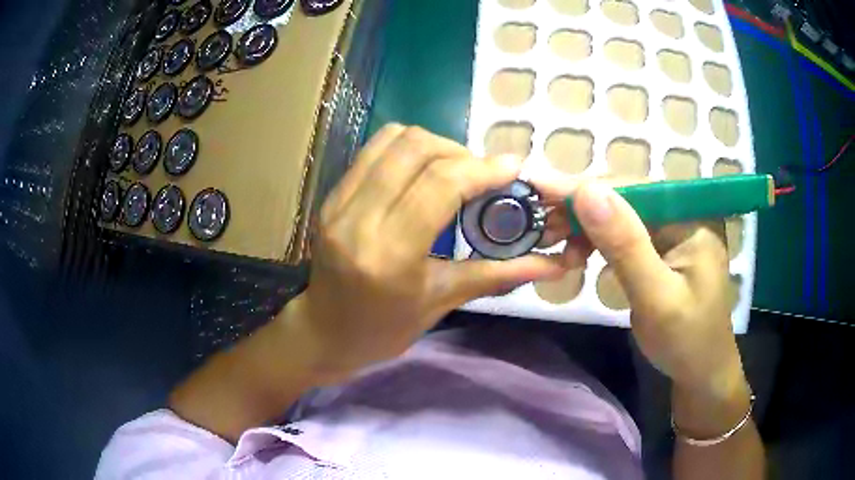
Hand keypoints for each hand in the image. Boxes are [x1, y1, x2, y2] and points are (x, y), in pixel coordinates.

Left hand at [288, 125, 567, 379]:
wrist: (324, 332)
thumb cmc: (384, 330)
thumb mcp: (443, 302)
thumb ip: (498, 274)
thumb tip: (554, 264)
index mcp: (390, 255)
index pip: (441, 185)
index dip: (483, 168)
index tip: (512, 167)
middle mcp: (359, 219)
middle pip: (416, 149)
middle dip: (460, 152)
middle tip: (481, 175)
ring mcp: (338, 203)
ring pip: (393, 140)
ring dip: (433, 144)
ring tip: (453, 170)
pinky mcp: (331, 196)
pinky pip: (373, 151)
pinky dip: (406, 150)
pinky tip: (421, 173)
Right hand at [532, 174, 745, 396]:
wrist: (699, 372)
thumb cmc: (685, 340)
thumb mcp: (656, 297)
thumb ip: (625, 244)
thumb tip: (587, 190)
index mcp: (692, 216)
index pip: (634, 187)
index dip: (585, 187)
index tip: (537, 186)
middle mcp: (682, 212)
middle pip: (624, 196)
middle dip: (580, 208)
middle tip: (537, 221)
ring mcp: (671, 229)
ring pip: (619, 214)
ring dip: (584, 225)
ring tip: (551, 239)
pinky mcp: (659, 247)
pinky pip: (622, 234)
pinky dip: (595, 241)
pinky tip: (576, 252)